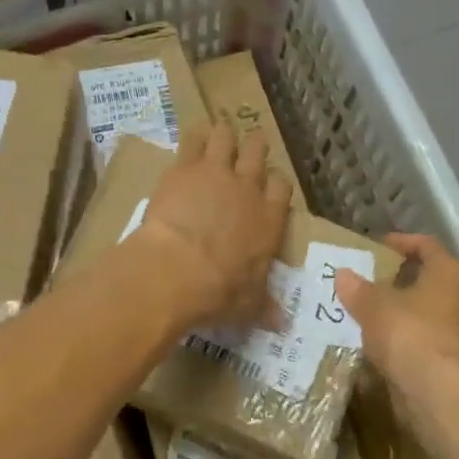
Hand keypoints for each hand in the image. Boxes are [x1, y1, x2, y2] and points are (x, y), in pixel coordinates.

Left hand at [135, 120, 290, 330]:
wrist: (176, 270)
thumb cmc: (219, 291)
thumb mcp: (248, 305)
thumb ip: (264, 307)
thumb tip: (282, 324)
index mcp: (269, 219)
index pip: (281, 187)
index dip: (275, 182)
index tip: (268, 184)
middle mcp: (248, 189)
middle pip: (257, 152)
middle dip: (254, 147)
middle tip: (247, 148)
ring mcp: (216, 173)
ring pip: (226, 137)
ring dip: (224, 134)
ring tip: (219, 134)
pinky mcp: (184, 168)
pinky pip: (193, 138)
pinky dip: (194, 135)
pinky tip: (191, 136)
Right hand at [335, 234, 458, 392]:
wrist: (436, 393)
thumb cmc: (410, 333)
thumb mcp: (375, 305)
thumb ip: (358, 288)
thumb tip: (343, 274)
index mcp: (448, 272)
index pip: (426, 245)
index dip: (401, 242)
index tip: (375, 245)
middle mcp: (456, 297)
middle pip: (424, 280)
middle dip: (394, 279)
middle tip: (362, 278)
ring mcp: (452, 331)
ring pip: (418, 312)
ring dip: (393, 310)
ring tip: (358, 309)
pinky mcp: (442, 360)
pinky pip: (413, 340)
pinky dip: (394, 338)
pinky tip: (367, 340)